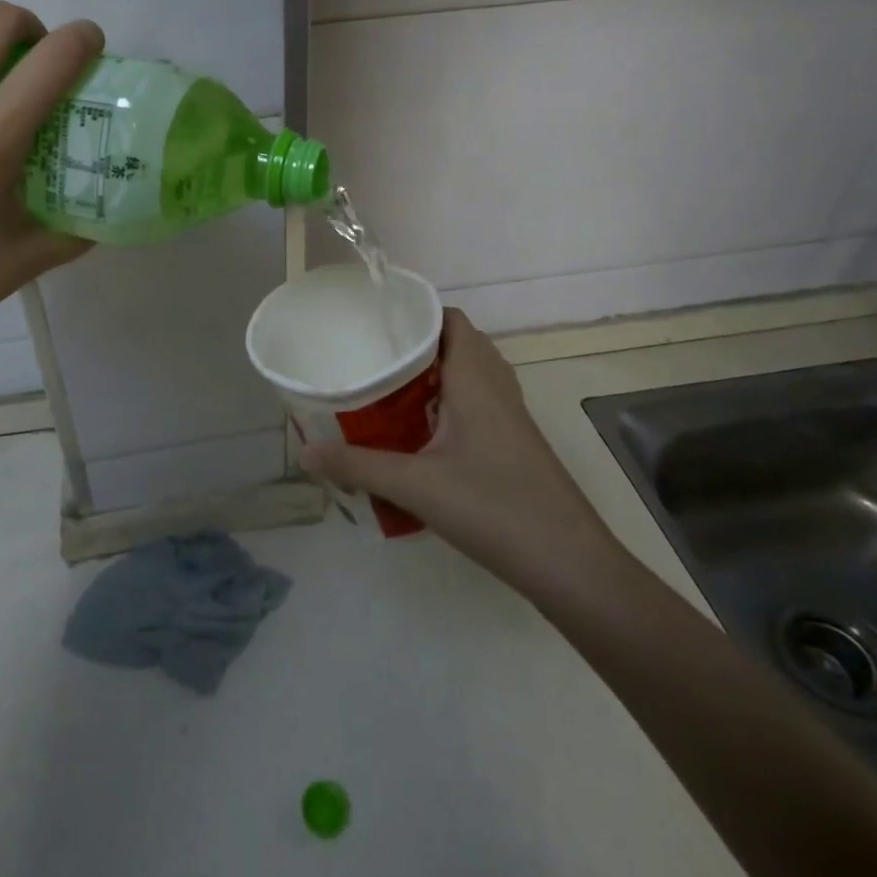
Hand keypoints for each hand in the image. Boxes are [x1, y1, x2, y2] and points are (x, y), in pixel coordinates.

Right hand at [302, 308, 627, 605]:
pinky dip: (446, 400)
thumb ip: (358, 465)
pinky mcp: (514, 443)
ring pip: (468, 374)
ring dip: (431, 374)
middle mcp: (496, 387)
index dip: (415, 312)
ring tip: (386, 386)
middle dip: (415, 343)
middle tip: (371, 354)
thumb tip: (304, 451)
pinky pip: (476, 401)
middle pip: (457, 342)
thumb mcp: (417, 486)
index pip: (450, 319)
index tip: (373, 320)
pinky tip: (418, 430)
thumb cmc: (495, 508)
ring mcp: (510, 416)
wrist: (571, 565)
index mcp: (476, 379)